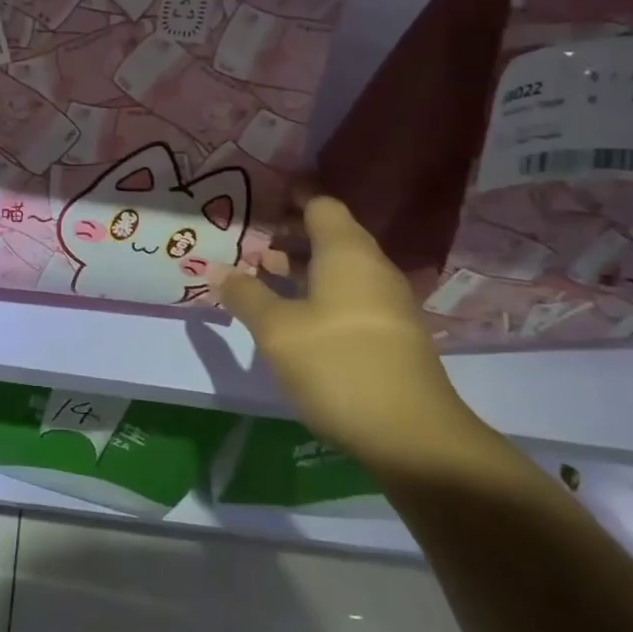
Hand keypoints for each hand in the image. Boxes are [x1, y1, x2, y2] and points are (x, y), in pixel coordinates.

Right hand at [210, 196, 480, 470]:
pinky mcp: (390, 334)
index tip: (259, 194)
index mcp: (347, 252)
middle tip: (246, 239)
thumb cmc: (338, 365)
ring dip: (299, 267)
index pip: (320, 204)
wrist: (413, 437)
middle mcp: (371, 267)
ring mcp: (386, 302)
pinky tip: (289, 314)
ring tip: (258, 276)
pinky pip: (347, 294)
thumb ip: (245, 295)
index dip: (291, 195)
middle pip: (329, 234)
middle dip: (287, 234)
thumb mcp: (277, 330)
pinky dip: (316, 292)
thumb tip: (219, 271)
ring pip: (337, 268)